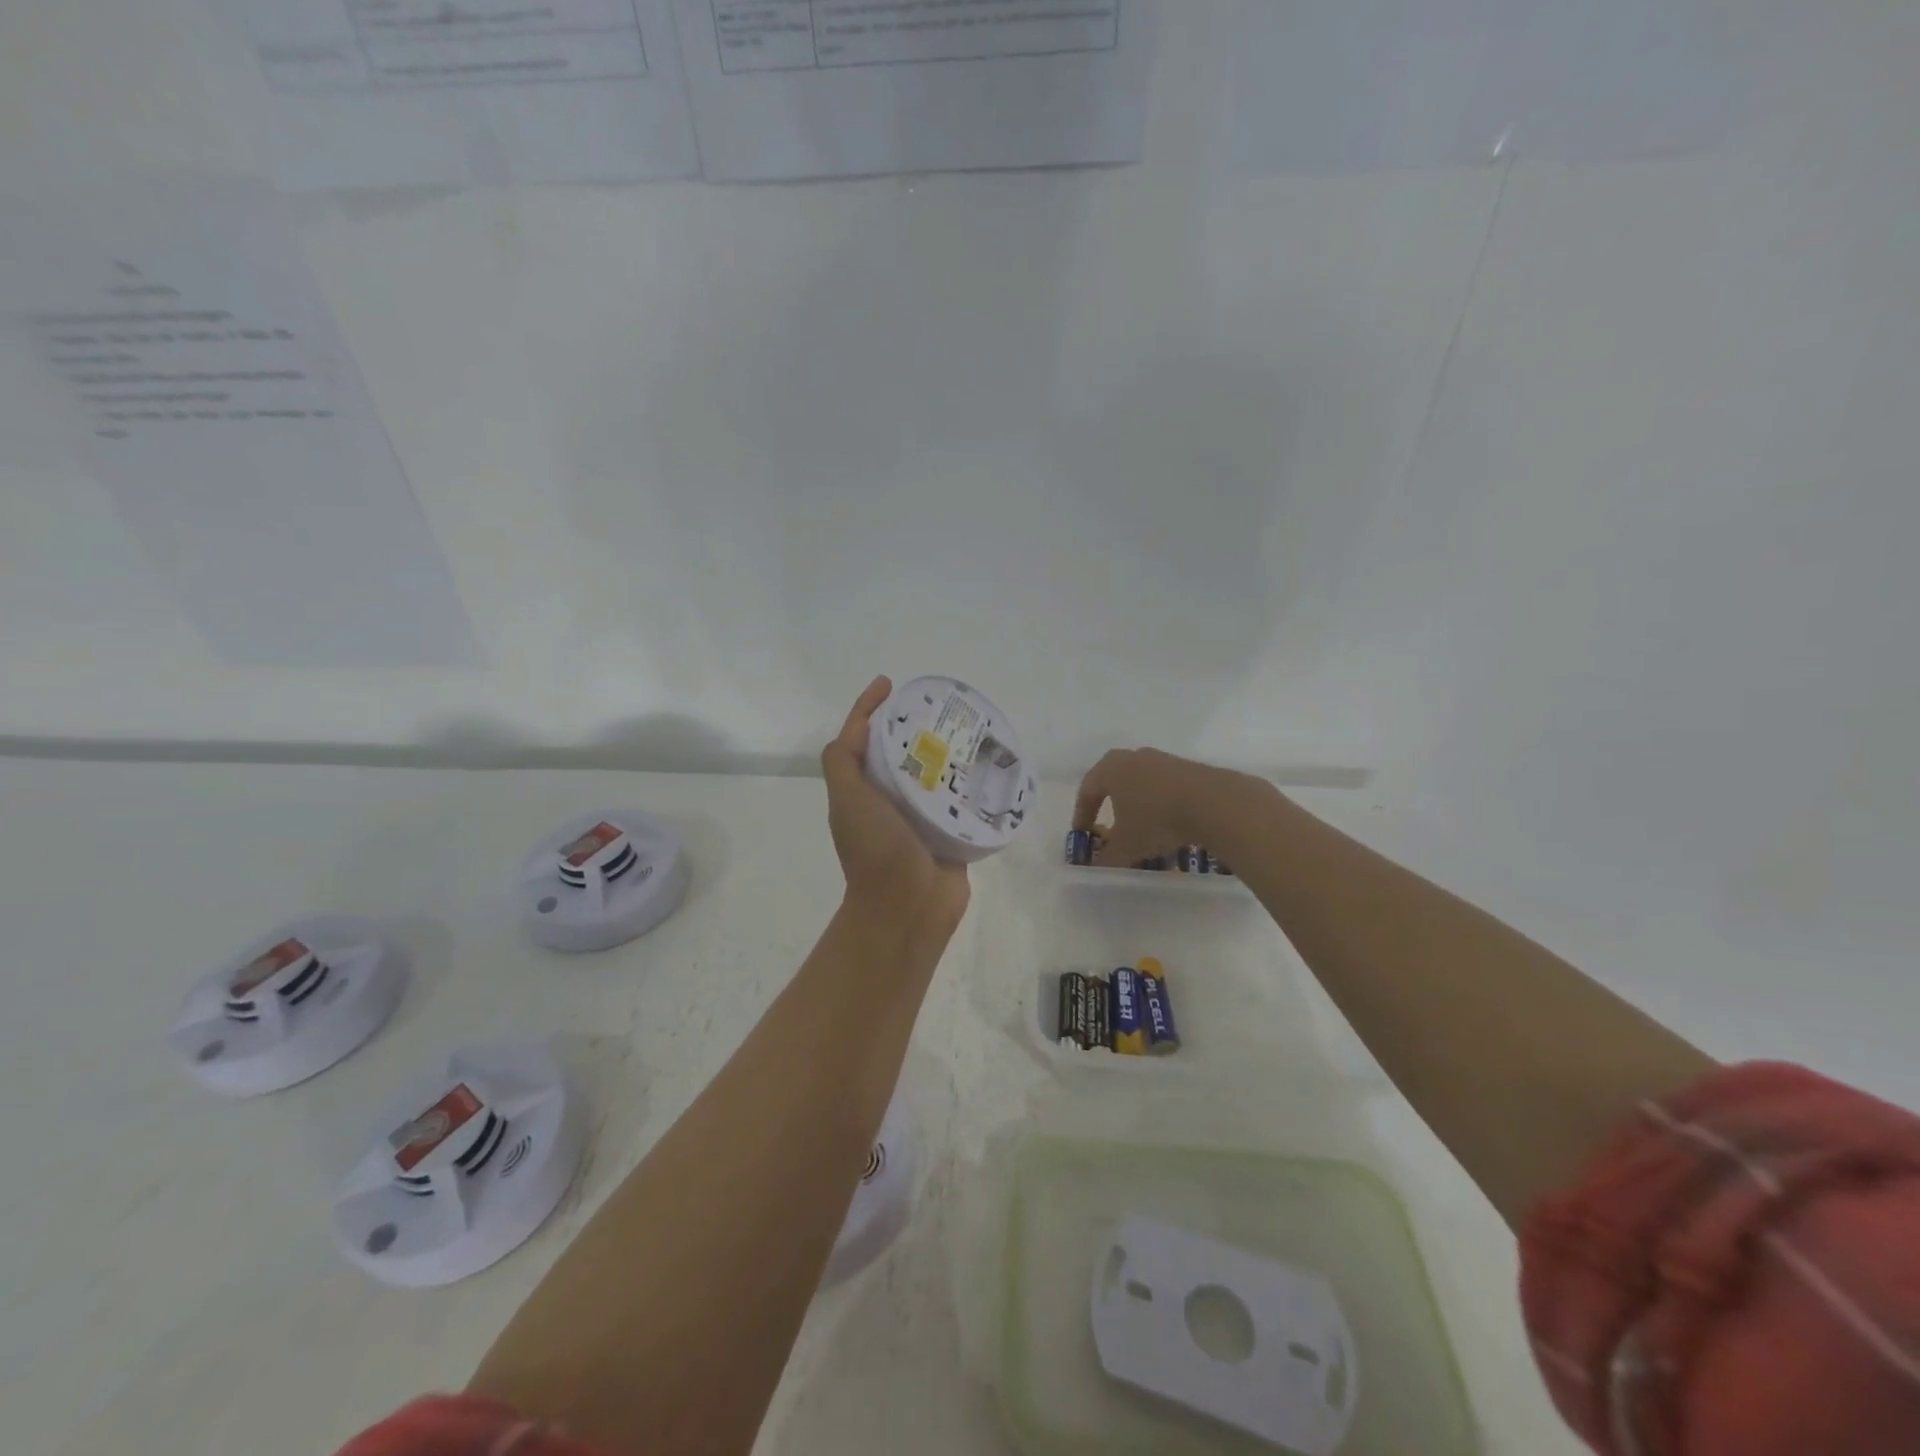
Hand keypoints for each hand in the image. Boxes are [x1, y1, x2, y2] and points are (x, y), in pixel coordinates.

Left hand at [821, 676, 970, 929]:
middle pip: (903, 752)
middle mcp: (889, 800)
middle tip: (943, 705)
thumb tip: (857, 724)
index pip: (863, 738)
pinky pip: (961, 801)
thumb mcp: (847, 798)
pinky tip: (990, 765)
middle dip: (918, 726)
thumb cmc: (875, 849)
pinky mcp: (950, 834)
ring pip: (935, 774)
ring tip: (972, 728)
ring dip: (949, 753)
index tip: (891, 684)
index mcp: (863, 790)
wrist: (907, 909)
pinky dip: (972, 784)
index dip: (870, 708)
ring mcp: (921, 818)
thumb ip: (842, 761)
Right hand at [1071, 747, 1257, 867]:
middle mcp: (1131, 757)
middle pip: (1111, 782)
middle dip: (1107, 805)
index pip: (1086, 792)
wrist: (1213, 803)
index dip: (1082, 816)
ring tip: (1139, 826)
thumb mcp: (1127, 847)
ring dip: (1134, 803)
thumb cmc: (1157, 820)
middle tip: (1107, 826)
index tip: (1083, 835)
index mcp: (1109, 769)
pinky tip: (1166, 821)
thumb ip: (1107, 858)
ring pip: (1138, 782)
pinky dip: (1157, 802)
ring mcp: (1160, 759)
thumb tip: (1097, 866)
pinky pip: (1161, 785)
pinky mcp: (1184, 766)